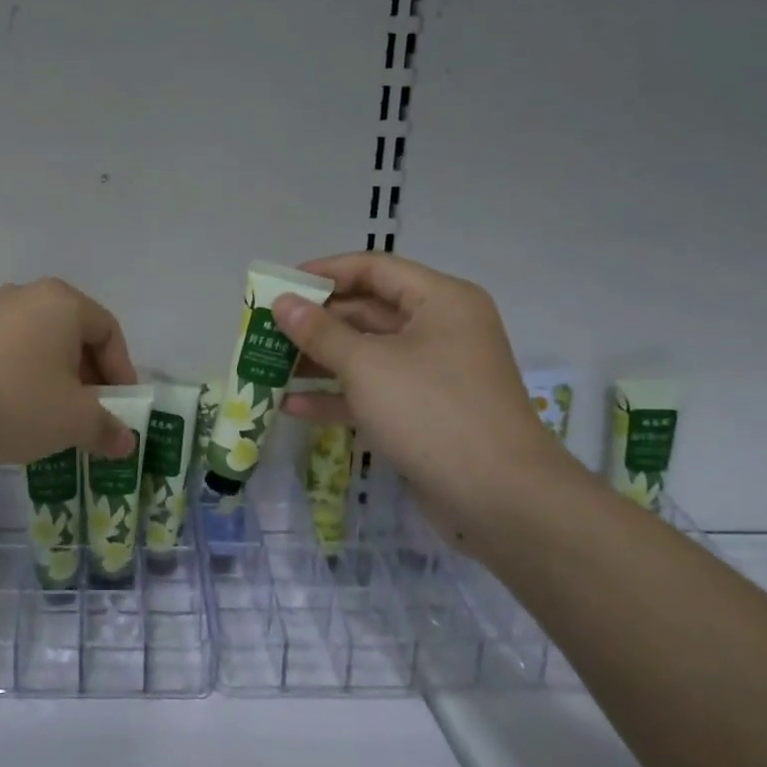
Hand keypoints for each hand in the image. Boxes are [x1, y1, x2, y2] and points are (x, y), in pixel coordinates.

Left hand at [0, 278, 139, 465]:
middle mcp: (28, 295)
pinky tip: (21, 412)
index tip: (121, 408)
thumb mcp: (75, 420)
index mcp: (63, 302)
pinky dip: (27, 378)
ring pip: (42, 345)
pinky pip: (12, 352)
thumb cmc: (18, 402)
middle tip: (93, 414)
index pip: (108, 332)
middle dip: (90, 377)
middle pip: (75, 335)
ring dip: (58, 379)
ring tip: (57, 417)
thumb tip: (126, 442)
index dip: (122, 372)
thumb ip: (107, 428)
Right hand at [274, 254, 573, 532]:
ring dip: (319, 360)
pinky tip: (292, 406)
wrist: (499, 498)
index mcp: (439, 301)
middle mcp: (440, 329)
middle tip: (266, 330)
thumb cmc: (431, 411)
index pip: (373, 269)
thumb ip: (319, 331)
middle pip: (367, 311)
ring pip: (367, 355)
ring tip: (270, 366)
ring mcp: (433, 374)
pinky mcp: (424, 413)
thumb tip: (283, 302)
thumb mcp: (366, 365)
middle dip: (315, 322)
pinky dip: (337, 396)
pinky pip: (374, 392)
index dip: (324, 273)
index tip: (278, 285)